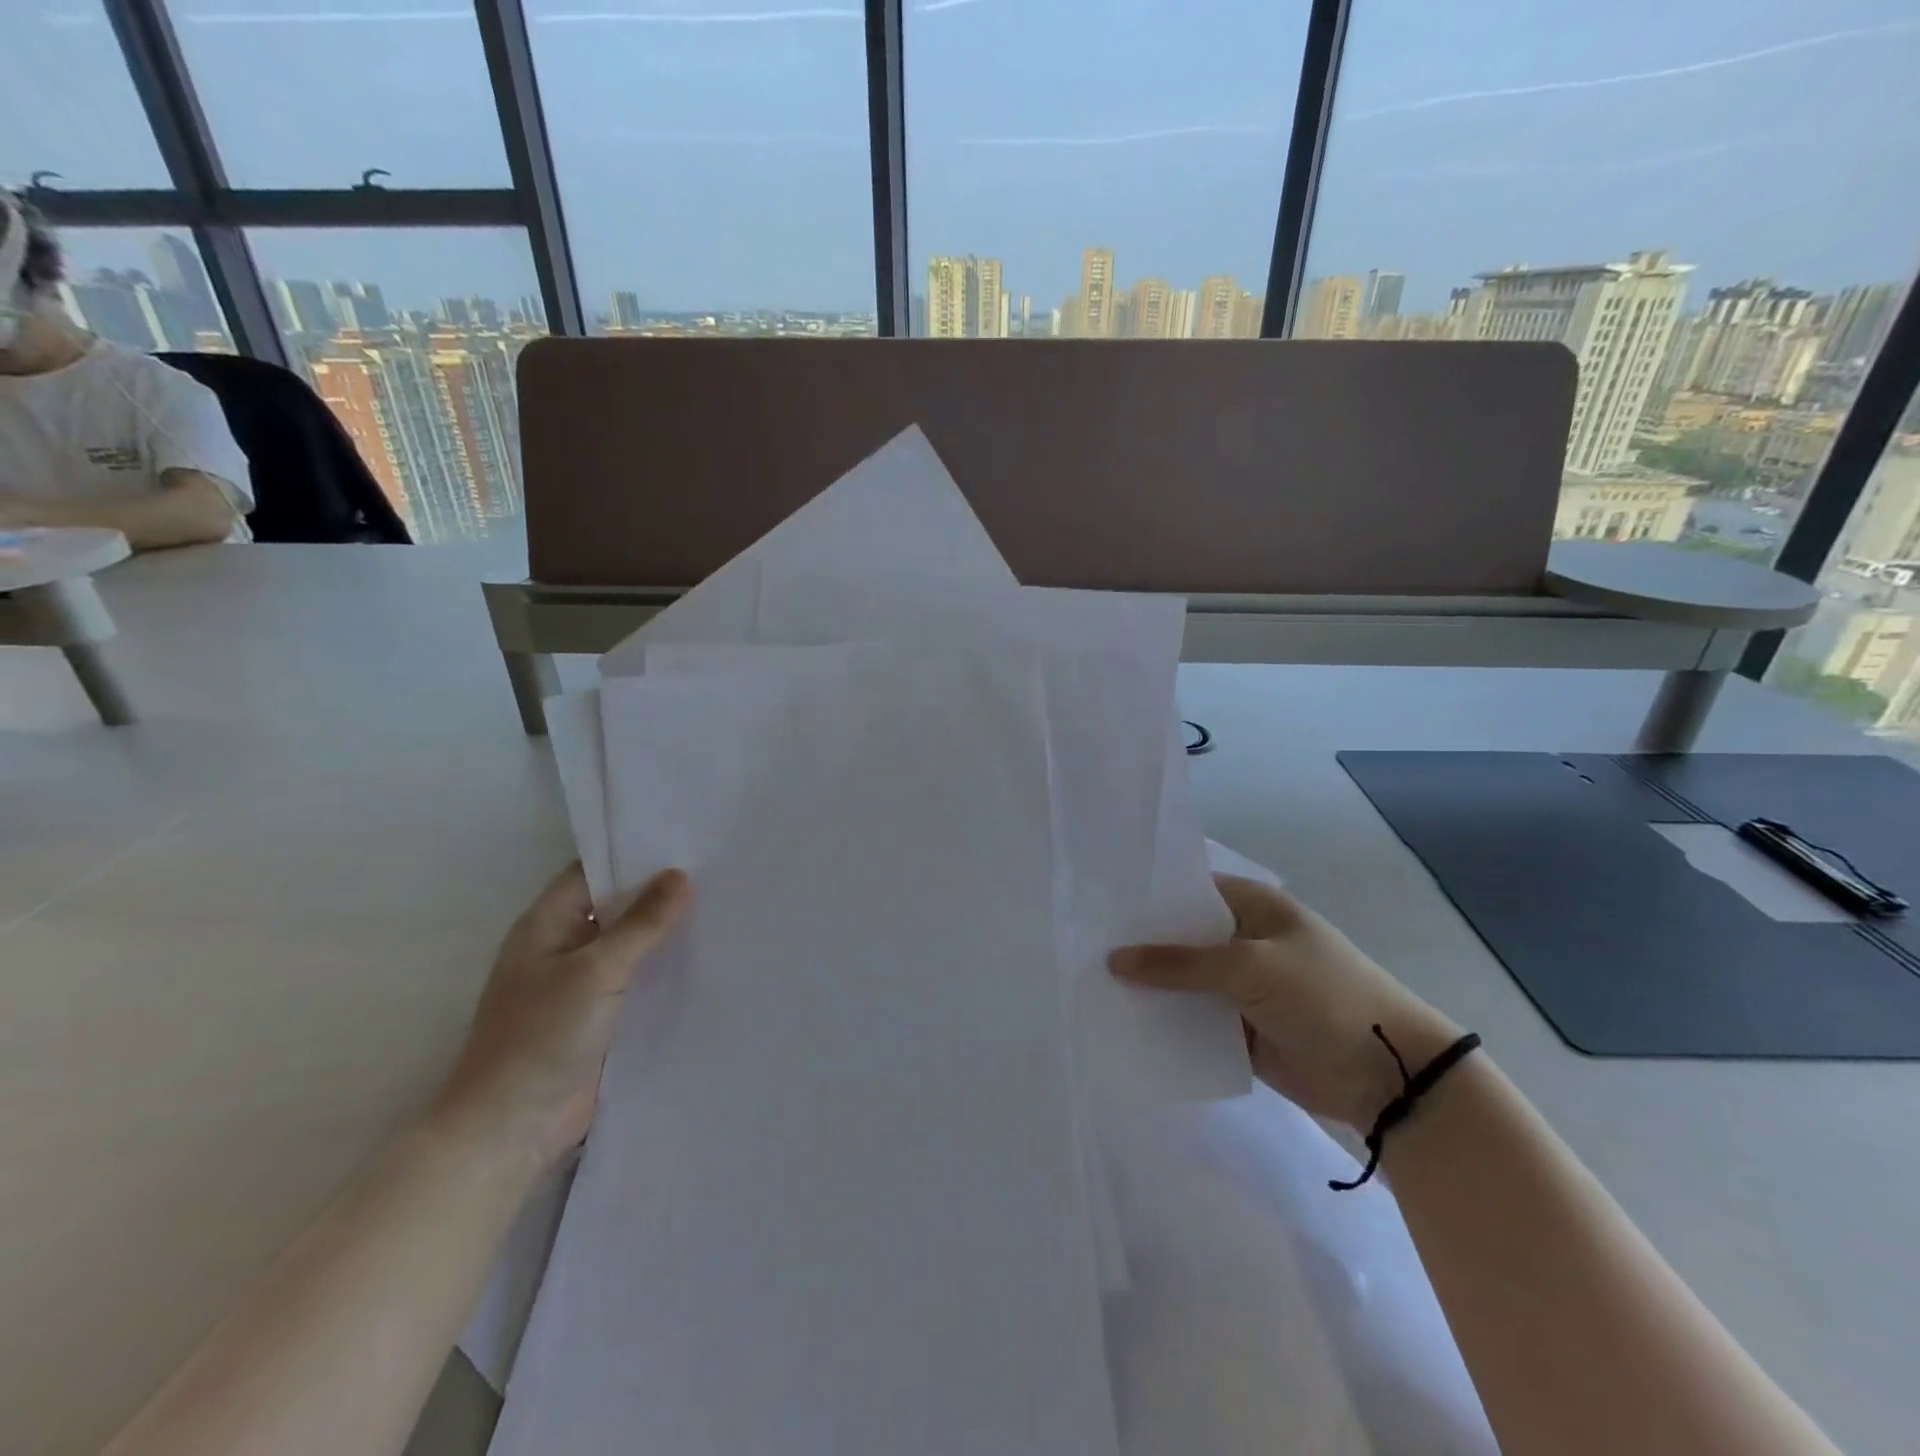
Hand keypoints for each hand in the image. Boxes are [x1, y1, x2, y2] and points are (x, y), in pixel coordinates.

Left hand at [432, 863, 689, 1170]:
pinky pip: (638, 982)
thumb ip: (641, 924)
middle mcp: (563, 947)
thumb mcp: (596, 970)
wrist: (510, 1129)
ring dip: (666, 933)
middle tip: (717, 872)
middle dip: (659, 894)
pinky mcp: (600, 1018)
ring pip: (631, 946)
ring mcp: (581, 985)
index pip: (593, 871)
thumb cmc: (541, 1037)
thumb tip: (680, 876)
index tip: (686, 841)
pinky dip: (666, 970)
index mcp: (547, 924)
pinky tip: (708, 960)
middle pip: (616, 907)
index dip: (634, 854)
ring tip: (723, 908)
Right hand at [1110, 874, 1460, 1130]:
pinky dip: (1165, 1022)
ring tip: (1089, 985)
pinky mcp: (1237, 1028)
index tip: (1097, 903)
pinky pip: (1192, 1020)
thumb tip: (1114, 960)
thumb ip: (1180, 963)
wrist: (1386, 1074)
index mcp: (1251, 907)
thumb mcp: (1249, 967)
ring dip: (1148, 987)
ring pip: (1181, 981)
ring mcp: (1239, 987)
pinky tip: (1121, 1023)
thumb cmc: (1323, 996)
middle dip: (1139, 945)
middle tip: (1082, 946)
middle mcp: (1241, 940)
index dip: (1146, 897)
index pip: (1188, 891)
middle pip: (1179, 938)